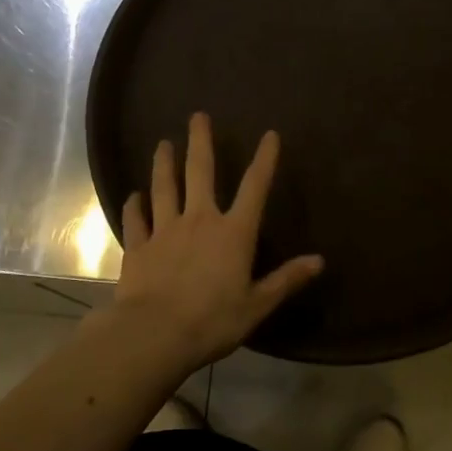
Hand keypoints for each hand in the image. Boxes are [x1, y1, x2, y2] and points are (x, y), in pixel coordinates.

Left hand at [110, 113, 323, 373]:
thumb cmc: (212, 320)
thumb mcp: (257, 304)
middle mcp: (199, 220)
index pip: (254, 187)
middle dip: (201, 142)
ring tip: (163, 144)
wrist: (154, 334)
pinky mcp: (139, 246)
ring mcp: (165, 230)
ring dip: (164, 164)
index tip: (270, 135)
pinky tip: (133, 195)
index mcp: (233, 232)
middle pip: (200, 172)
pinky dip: (135, 205)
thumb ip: (286, 280)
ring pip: (164, 187)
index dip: (265, 160)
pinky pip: (136, 219)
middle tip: (197, 116)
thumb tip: (319, 261)